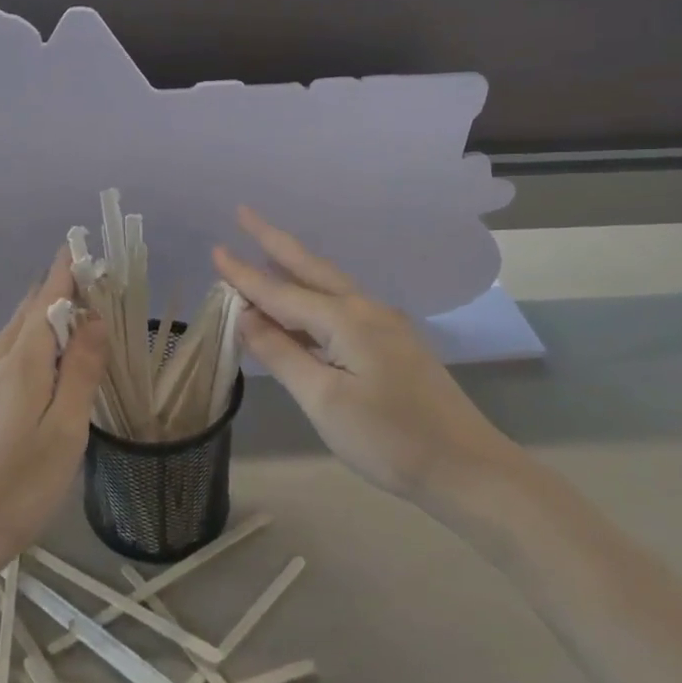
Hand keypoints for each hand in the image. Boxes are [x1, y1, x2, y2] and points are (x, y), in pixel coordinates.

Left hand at [0, 248, 107, 576]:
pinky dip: (27, 339)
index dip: (66, 271)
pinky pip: (3, 352)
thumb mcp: (64, 431)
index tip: (83, 247)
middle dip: (57, 289)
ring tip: (70, 314)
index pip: (46, 298)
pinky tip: (37, 357)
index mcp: (22, 360)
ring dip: (41, 314)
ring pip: (12, 331)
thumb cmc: (18, 484)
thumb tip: (94, 317)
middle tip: (90, 282)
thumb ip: (80, 371)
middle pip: (27, 310)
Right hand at [213, 207, 521, 512]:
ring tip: (264, 250)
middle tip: (243, 214)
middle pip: (310, 267)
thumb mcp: (323, 399)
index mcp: (346, 319)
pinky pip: (341, 306)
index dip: (245, 274)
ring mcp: (385, 325)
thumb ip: (281, 354)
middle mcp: (366, 310)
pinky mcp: (393, 344)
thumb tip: (246, 317)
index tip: (214, 250)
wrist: (467, 468)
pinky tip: (301, 305)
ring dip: (293, 266)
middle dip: (274, 241)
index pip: (281, 292)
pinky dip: (312, 296)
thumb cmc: (389, 438)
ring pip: (329, 285)